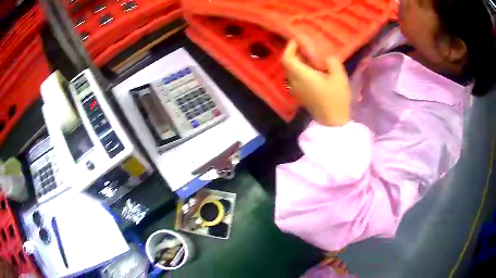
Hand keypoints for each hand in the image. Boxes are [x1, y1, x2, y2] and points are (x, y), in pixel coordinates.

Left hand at [282, 40, 350, 126]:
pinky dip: (300, 70)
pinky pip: (295, 78)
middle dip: (294, 53)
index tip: (297, 40)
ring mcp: (296, 90)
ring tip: (309, 55)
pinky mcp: (301, 95)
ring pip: (291, 71)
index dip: (289, 47)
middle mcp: (294, 82)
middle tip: (305, 46)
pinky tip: (312, 69)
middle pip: (288, 64)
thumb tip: (326, 56)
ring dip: (297, 62)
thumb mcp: (339, 76)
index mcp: (301, 75)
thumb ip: (332, 61)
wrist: (333, 122)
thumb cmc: (336, 98)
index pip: (287, 58)